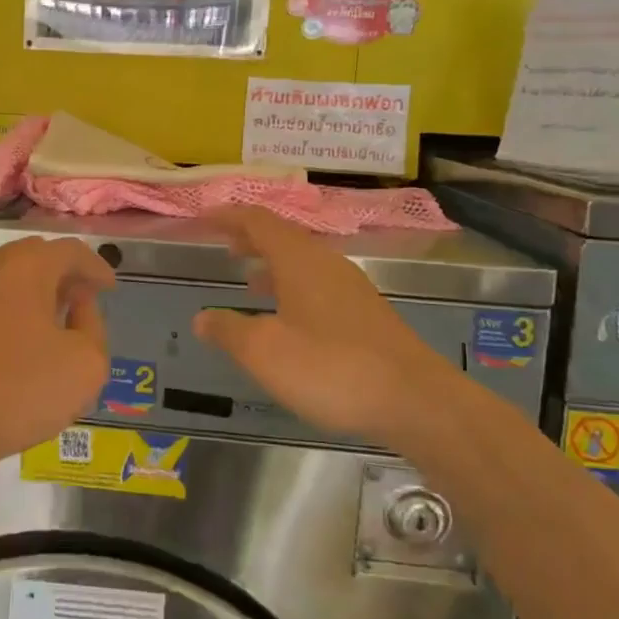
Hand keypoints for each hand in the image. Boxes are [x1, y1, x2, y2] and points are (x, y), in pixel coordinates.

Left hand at [0, 237, 114, 470]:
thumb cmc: (22, 390)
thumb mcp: (87, 364)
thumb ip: (93, 325)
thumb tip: (78, 304)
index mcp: (26, 267)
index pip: (70, 251)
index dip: (95, 267)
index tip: (109, 287)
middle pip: (33, 256)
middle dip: (61, 272)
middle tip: (81, 297)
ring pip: (3, 278)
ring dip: (31, 291)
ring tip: (50, 319)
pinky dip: (5, 311)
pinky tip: (13, 342)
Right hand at [191, 208, 460, 445]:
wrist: (416, 401)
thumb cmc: (331, 368)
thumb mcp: (264, 352)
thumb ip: (229, 330)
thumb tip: (202, 318)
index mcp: (299, 260)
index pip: (257, 221)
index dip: (227, 217)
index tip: (202, 220)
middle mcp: (326, 263)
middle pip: (282, 236)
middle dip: (250, 239)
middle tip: (223, 248)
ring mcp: (351, 288)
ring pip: (302, 262)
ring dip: (272, 265)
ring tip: (248, 281)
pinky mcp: (366, 313)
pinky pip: (318, 284)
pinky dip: (292, 287)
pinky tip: (287, 319)